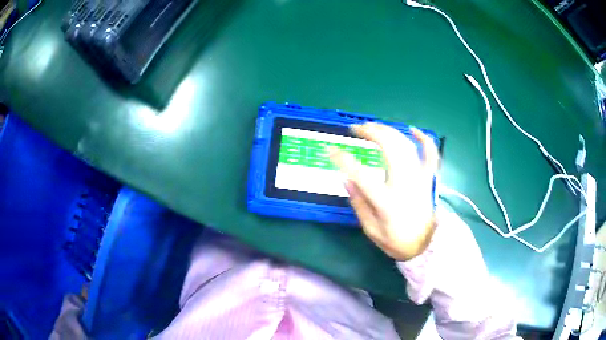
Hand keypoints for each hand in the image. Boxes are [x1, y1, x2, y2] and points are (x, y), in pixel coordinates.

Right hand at [329, 123, 438, 260]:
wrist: (426, 245)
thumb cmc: (397, 241)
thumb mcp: (372, 230)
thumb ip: (359, 204)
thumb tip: (346, 179)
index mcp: (387, 201)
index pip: (361, 174)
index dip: (344, 160)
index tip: (331, 151)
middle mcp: (405, 184)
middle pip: (389, 148)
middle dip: (370, 132)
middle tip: (355, 128)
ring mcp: (419, 178)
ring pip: (406, 145)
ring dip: (388, 131)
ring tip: (372, 126)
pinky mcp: (428, 178)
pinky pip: (430, 153)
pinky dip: (423, 139)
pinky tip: (412, 130)